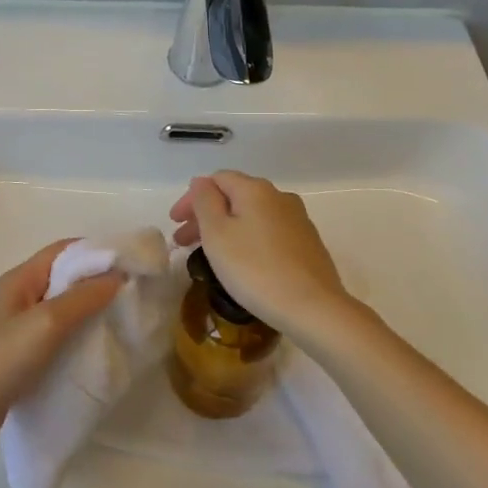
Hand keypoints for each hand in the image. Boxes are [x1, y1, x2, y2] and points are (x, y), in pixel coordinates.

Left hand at [0, 241, 122, 465]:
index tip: (132, 262)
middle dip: (98, 282)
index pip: (64, 250)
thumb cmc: (0, 360)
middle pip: (64, 279)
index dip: (97, 251)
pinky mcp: (18, 357)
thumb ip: (82, 298)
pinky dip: (76, 338)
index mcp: (20, 279)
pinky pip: (55, 337)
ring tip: (123, 321)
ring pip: (61, 310)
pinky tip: (96, 351)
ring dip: (89, 312)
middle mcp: (18, 297)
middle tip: (134, 294)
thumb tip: (117, 276)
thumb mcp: (46, 323)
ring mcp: (16, 329)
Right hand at [169, 171, 358, 338]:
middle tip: (184, 242)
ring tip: (210, 254)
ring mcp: (297, 220)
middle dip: (206, 215)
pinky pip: (268, 232)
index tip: (174, 224)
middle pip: (234, 197)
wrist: (313, 307)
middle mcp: (279, 197)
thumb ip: (205, 201)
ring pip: (252, 215)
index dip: (191, 198)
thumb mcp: (217, 234)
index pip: (216, 179)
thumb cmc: (255, 269)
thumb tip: (202, 182)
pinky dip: (247, 239)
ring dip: (226, 229)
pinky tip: (242, 262)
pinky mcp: (308, 243)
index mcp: (255, 189)